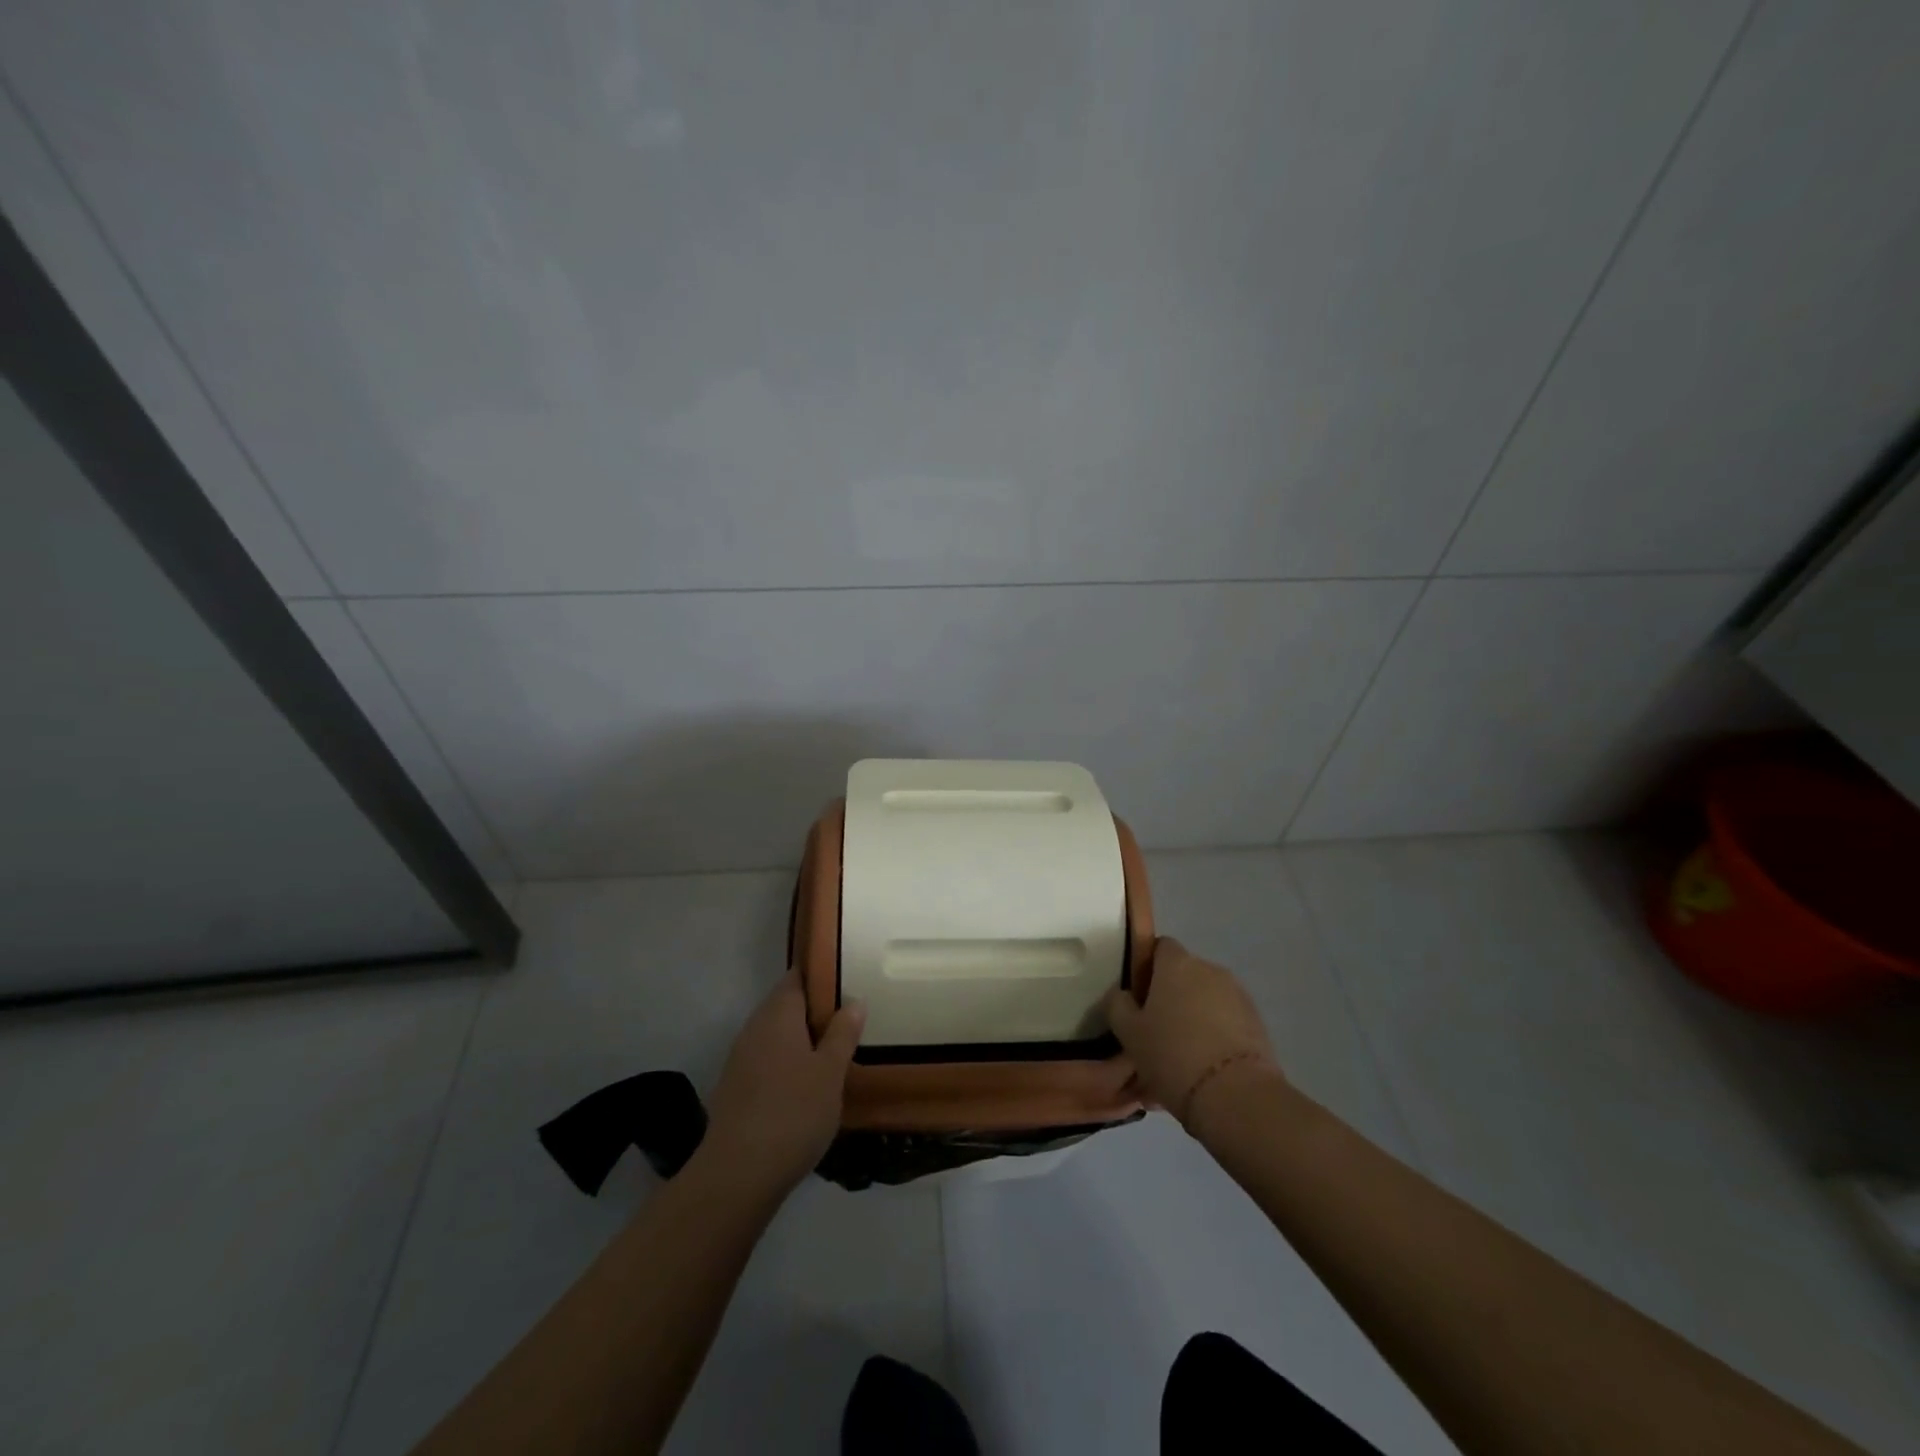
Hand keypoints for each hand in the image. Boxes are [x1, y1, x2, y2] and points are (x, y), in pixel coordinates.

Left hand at [701, 970, 864, 1197]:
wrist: (737, 1174)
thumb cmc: (793, 1112)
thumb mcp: (831, 1072)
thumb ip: (843, 1033)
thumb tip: (854, 1001)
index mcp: (778, 1014)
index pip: (797, 976)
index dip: (820, 974)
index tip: (847, 979)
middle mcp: (755, 1028)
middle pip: (786, 1005)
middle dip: (815, 1010)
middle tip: (849, 1019)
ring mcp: (741, 1058)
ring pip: (776, 1035)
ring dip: (801, 1039)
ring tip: (834, 1052)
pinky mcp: (736, 1088)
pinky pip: (767, 1060)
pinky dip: (787, 1063)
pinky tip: (806, 1085)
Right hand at [1105, 937, 1278, 1132]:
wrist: (1236, 1096)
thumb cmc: (1172, 1054)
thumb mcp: (1128, 1032)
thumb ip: (1118, 1005)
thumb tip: (1123, 995)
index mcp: (1177, 963)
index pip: (1160, 946)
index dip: (1147, 967)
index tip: (1138, 996)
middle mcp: (1210, 969)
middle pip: (1184, 975)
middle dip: (1171, 997)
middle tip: (1155, 1031)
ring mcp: (1238, 995)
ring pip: (1206, 1001)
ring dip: (1193, 1018)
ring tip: (1180, 1058)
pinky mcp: (1258, 1024)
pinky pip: (1226, 1022)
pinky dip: (1214, 1037)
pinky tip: (1202, 1070)